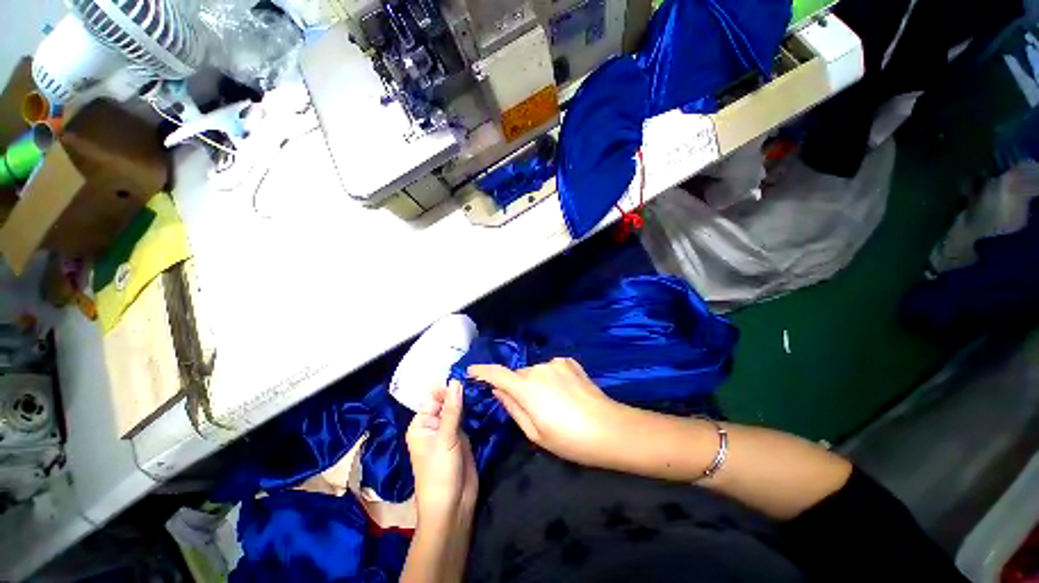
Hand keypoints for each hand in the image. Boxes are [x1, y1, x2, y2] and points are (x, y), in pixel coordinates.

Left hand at [405, 380, 477, 527]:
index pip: (433, 397)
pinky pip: (467, 417)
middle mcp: (434, 425)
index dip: (446, 385)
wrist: (453, 505)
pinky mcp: (463, 436)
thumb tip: (456, 381)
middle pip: (446, 401)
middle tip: (476, 373)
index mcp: (421, 424)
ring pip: (458, 408)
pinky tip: (483, 395)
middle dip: (458, 389)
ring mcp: (449, 430)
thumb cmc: (440, 472)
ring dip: (467, 397)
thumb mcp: (445, 438)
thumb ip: (452, 409)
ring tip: (481, 379)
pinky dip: (473, 408)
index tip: (463, 370)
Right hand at [468, 358, 626, 468]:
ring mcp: (556, 363)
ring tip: (552, 403)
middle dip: (517, 387)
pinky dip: (550, 377)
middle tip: (530, 408)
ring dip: (536, 383)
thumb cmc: (569, 439)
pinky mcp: (569, 362)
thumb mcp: (535, 433)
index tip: (471, 371)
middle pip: (518, 375)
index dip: (482, 371)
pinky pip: (551, 368)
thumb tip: (497, 390)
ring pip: (535, 371)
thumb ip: (512, 408)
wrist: (609, 429)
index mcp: (527, 388)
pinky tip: (564, 392)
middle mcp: (538, 369)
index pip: (497, 374)